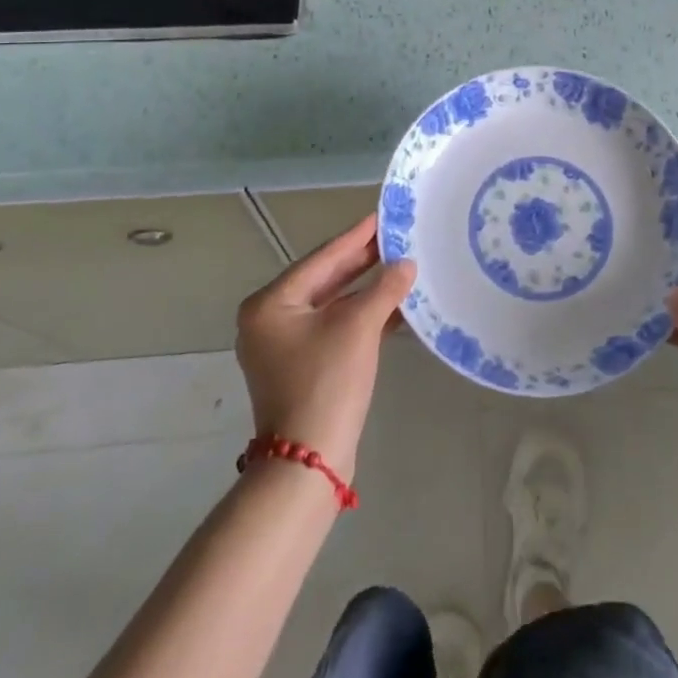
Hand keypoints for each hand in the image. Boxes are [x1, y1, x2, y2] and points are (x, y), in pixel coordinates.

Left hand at [234, 215, 415, 482]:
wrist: (309, 462)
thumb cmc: (326, 383)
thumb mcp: (358, 327)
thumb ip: (384, 288)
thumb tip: (407, 264)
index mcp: (270, 304)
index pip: (322, 259)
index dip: (356, 237)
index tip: (382, 215)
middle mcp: (271, 319)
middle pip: (325, 279)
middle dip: (362, 261)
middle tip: (396, 237)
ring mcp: (285, 345)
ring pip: (333, 304)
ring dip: (366, 289)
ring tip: (401, 265)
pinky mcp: (303, 366)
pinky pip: (335, 327)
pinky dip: (363, 316)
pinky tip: (394, 305)